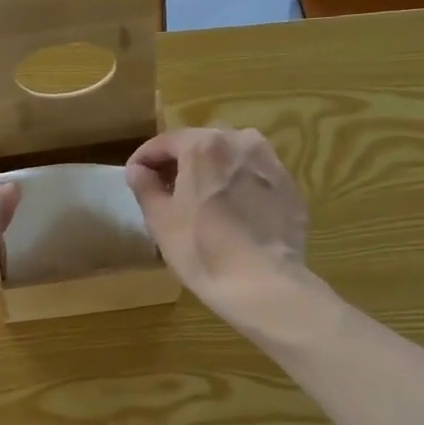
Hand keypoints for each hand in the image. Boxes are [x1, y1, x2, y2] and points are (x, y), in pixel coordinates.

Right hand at [125, 128, 308, 326]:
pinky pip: (254, 178)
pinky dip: (238, 186)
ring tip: (200, 200)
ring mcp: (271, 162)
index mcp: (204, 145)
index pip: (165, 142)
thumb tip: (138, 170)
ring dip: (211, 172)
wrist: (263, 283)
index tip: (133, 176)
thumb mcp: (160, 220)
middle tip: (165, 190)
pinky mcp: (289, 187)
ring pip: (231, 158)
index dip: (144, 158)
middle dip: (180, 163)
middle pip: (201, 145)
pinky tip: (231, 213)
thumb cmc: (201, 249)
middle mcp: (241, 141)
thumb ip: (145, 187)